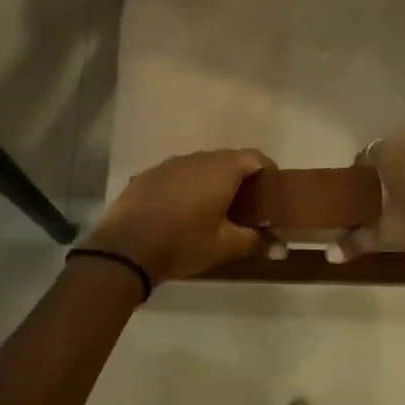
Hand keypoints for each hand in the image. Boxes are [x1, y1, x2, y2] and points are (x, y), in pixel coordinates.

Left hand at [84, 149, 273, 283]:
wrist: (125, 247)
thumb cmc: (183, 242)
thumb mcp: (224, 246)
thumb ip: (254, 241)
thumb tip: (279, 246)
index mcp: (222, 169)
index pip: (255, 157)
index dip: (268, 171)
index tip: (271, 191)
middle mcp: (198, 158)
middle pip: (228, 159)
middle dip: (240, 178)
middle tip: (245, 205)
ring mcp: (171, 163)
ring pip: (201, 166)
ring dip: (211, 181)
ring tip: (213, 208)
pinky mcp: (149, 174)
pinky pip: (178, 174)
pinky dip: (186, 186)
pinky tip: (181, 210)